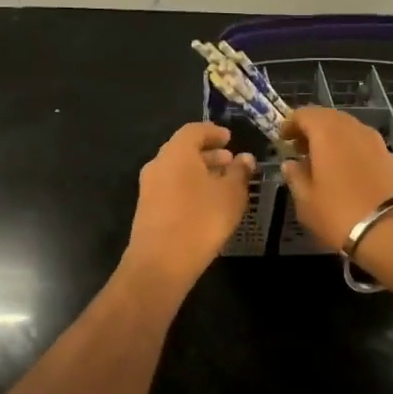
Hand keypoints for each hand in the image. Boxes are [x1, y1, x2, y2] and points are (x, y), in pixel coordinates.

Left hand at [123, 123, 256, 289]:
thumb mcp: (231, 195)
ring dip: (199, 171)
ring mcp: (149, 187)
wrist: (160, 263)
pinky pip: (170, 187)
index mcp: (177, 152)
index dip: (213, 132)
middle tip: (230, 161)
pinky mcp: (147, 208)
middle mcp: (158, 164)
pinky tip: (206, 203)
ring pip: (176, 170)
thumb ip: (239, 173)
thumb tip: (245, 158)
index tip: (230, 139)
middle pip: (183, 149)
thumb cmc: (201, 220)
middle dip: (208, 153)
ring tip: (222, 183)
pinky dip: (188, 187)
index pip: (194, 130)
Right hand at [279, 106, 392, 250]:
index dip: (290, 124)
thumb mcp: (306, 201)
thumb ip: (295, 177)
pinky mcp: (389, 155)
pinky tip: (342, 170)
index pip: (304, 113)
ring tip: (320, 162)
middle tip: (299, 150)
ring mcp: (374, 140)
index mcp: (327, 132)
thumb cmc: (340, 213)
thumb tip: (290, 164)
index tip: (282, 140)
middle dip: (311, 130)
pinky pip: (360, 142)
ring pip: (346, 129)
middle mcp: (351, 128)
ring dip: (330, 139)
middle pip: (327, 117)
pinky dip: (347, 148)